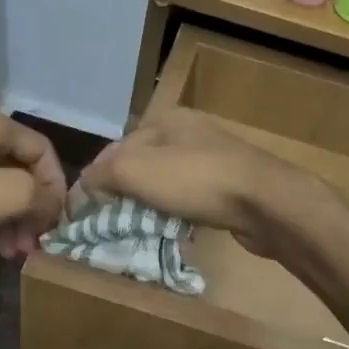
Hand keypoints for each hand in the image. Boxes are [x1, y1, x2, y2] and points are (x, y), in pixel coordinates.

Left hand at [0, 108, 66, 257]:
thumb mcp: (6, 194)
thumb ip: (41, 195)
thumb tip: (52, 205)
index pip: (42, 150)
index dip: (56, 186)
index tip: (56, 221)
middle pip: (20, 169)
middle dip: (33, 208)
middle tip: (36, 242)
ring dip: (13, 218)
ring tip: (15, 252)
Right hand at [78, 109, 321, 258]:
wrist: (264, 202)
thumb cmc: (195, 179)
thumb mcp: (135, 170)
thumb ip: (103, 173)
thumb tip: (84, 184)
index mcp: (166, 119)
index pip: (117, 146)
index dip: (98, 176)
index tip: (88, 207)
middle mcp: (190, 133)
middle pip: (142, 164)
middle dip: (125, 191)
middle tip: (112, 221)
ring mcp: (213, 159)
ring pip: (167, 182)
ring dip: (151, 204)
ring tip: (139, 228)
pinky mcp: (230, 186)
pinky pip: (191, 198)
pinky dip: (178, 212)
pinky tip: (174, 228)